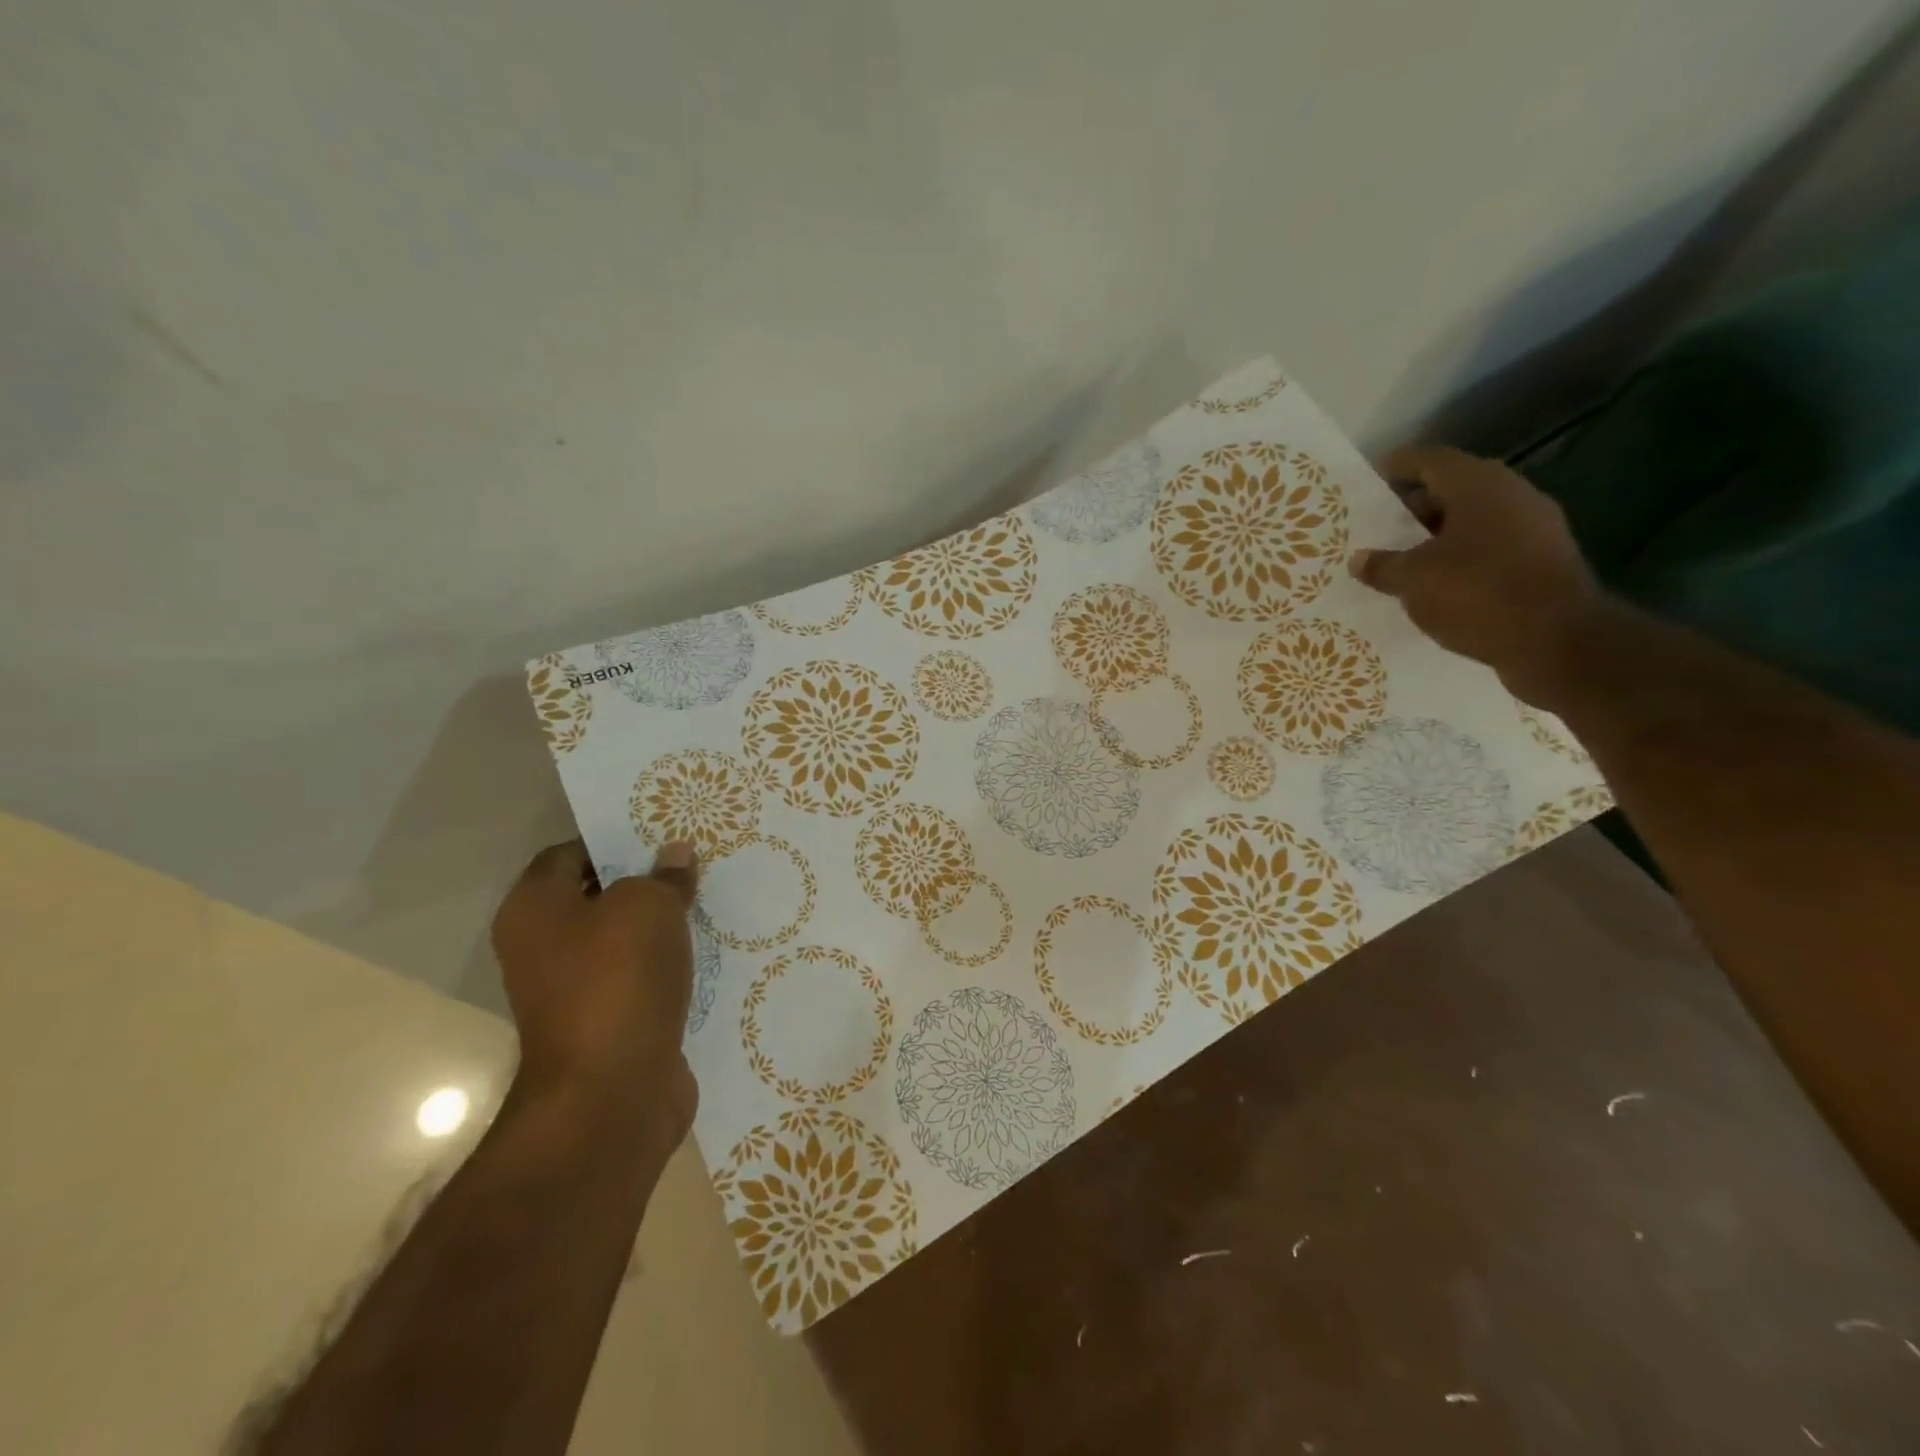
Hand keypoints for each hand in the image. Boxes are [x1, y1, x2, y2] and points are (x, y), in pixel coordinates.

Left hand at [490, 839, 700, 1153]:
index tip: (661, 833)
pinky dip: (668, 964)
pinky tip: (707, 948)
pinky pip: (640, 977)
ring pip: (622, 939)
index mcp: (534, 910)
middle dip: (644, 879)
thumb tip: (675, 855)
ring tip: (707, 898)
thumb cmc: (617, 980)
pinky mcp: (608, 1022)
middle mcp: (543, 948)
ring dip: (660, 924)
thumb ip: (663, 876)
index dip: (612, 840)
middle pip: (596, 896)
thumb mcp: (648, 907)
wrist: (612, 1093)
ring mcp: (574, 990)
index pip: (568, 854)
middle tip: (693, 861)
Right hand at [1350, 445, 1604, 705]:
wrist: (1557, 641)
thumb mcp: (1413, 581)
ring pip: (1475, 520)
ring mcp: (1535, 528)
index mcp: (1479, 486)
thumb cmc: (1476, 594)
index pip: (1432, 460)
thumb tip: (1360, 559)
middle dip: (1417, 506)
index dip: (1399, 466)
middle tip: (1382, 527)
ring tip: (1404, 559)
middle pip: (1456, 488)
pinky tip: (1439, 584)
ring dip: (1440, 535)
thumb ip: (1383, 566)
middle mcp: (1513, 495)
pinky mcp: (1544, 561)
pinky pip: (1492, 548)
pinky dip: (1463, 558)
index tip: (1372, 479)